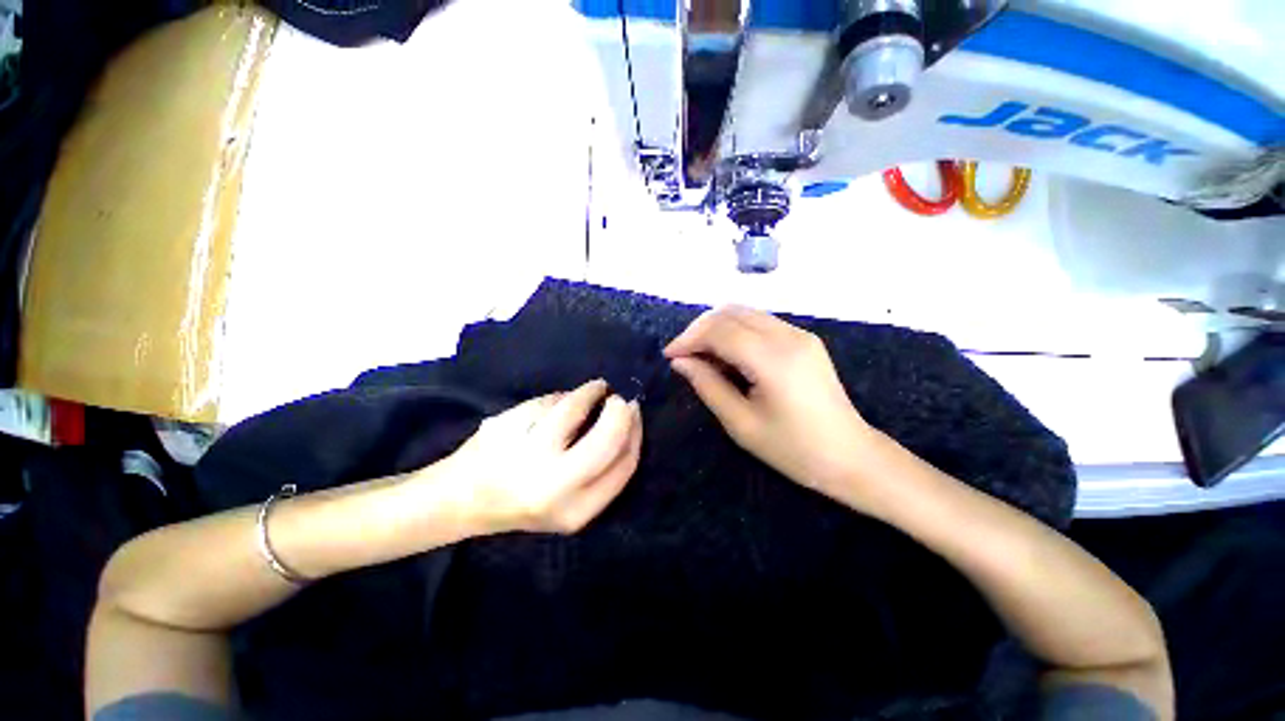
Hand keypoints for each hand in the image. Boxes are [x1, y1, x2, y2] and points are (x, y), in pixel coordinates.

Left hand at [440, 379, 642, 534]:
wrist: (462, 500)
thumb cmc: (525, 499)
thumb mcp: (573, 502)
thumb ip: (603, 466)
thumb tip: (628, 416)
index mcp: (576, 510)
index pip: (625, 463)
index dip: (635, 432)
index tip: (634, 412)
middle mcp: (553, 486)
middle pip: (607, 437)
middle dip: (619, 411)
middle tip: (617, 398)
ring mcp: (524, 455)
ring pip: (572, 408)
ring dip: (587, 393)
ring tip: (591, 391)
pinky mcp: (506, 429)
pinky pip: (547, 401)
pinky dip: (557, 398)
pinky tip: (551, 407)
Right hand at [665, 306, 875, 498]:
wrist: (851, 457)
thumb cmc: (793, 449)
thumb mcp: (741, 423)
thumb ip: (708, 385)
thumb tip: (681, 361)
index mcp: (773, 359)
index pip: (720, 330)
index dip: (689, 338)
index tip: (670, 356)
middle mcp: (788, 336)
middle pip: (731, 312)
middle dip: (700, 329)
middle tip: (683, 355)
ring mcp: (800, 334)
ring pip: (745, 313)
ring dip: (717, 328)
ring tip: (702, 356)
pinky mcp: (805, 339)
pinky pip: (760, 323)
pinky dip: (736, 331)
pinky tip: (728, 355)